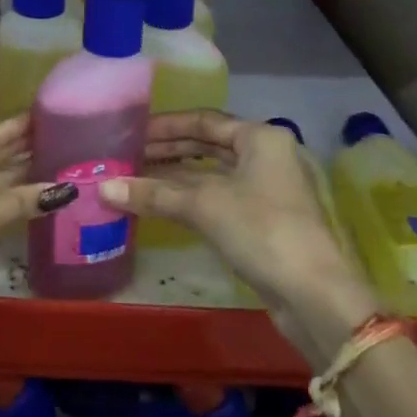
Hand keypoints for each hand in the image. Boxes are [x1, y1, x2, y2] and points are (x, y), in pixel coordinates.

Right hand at [100, 111, 380, 369]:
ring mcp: (268, 190)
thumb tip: (102, 189)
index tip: (132, 133)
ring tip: (136, 180)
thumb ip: (153, 193)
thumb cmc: (262, 230)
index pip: (205, 120)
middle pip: (209, 145)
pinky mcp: (265, 222)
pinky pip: (219, 198)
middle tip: (128, 157)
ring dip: (176, 177)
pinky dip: (190, 199)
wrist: (315, 296)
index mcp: (260, 137)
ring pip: (213, 174)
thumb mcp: (203, 205)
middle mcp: (267, 156)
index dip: (166, 126)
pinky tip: (162, 205)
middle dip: (168, 151)